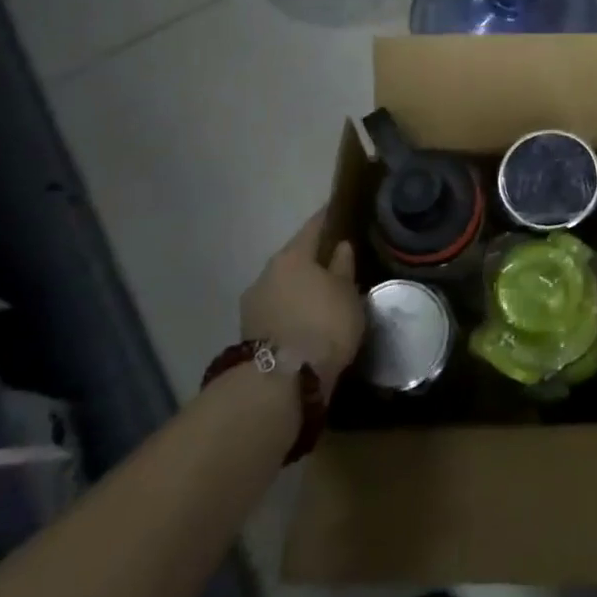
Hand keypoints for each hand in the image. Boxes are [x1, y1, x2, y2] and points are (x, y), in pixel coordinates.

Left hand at [238, 214, 364, 383]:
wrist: (280, 384)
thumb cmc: (323, 325)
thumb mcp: (347, 294)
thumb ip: (343, 267)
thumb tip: (341, 247)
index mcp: (292, 255)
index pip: (314, 226)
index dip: (329, 218)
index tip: (340, 212)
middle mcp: (267, 272)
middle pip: (295, 258)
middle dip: (313, 258)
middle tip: (336, 261)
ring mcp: (253, 304)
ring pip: (283, 285)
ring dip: (300, 288)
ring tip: (322, 296)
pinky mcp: (249, 333)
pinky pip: (277, 310)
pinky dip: (291, 310)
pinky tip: (306, 319)